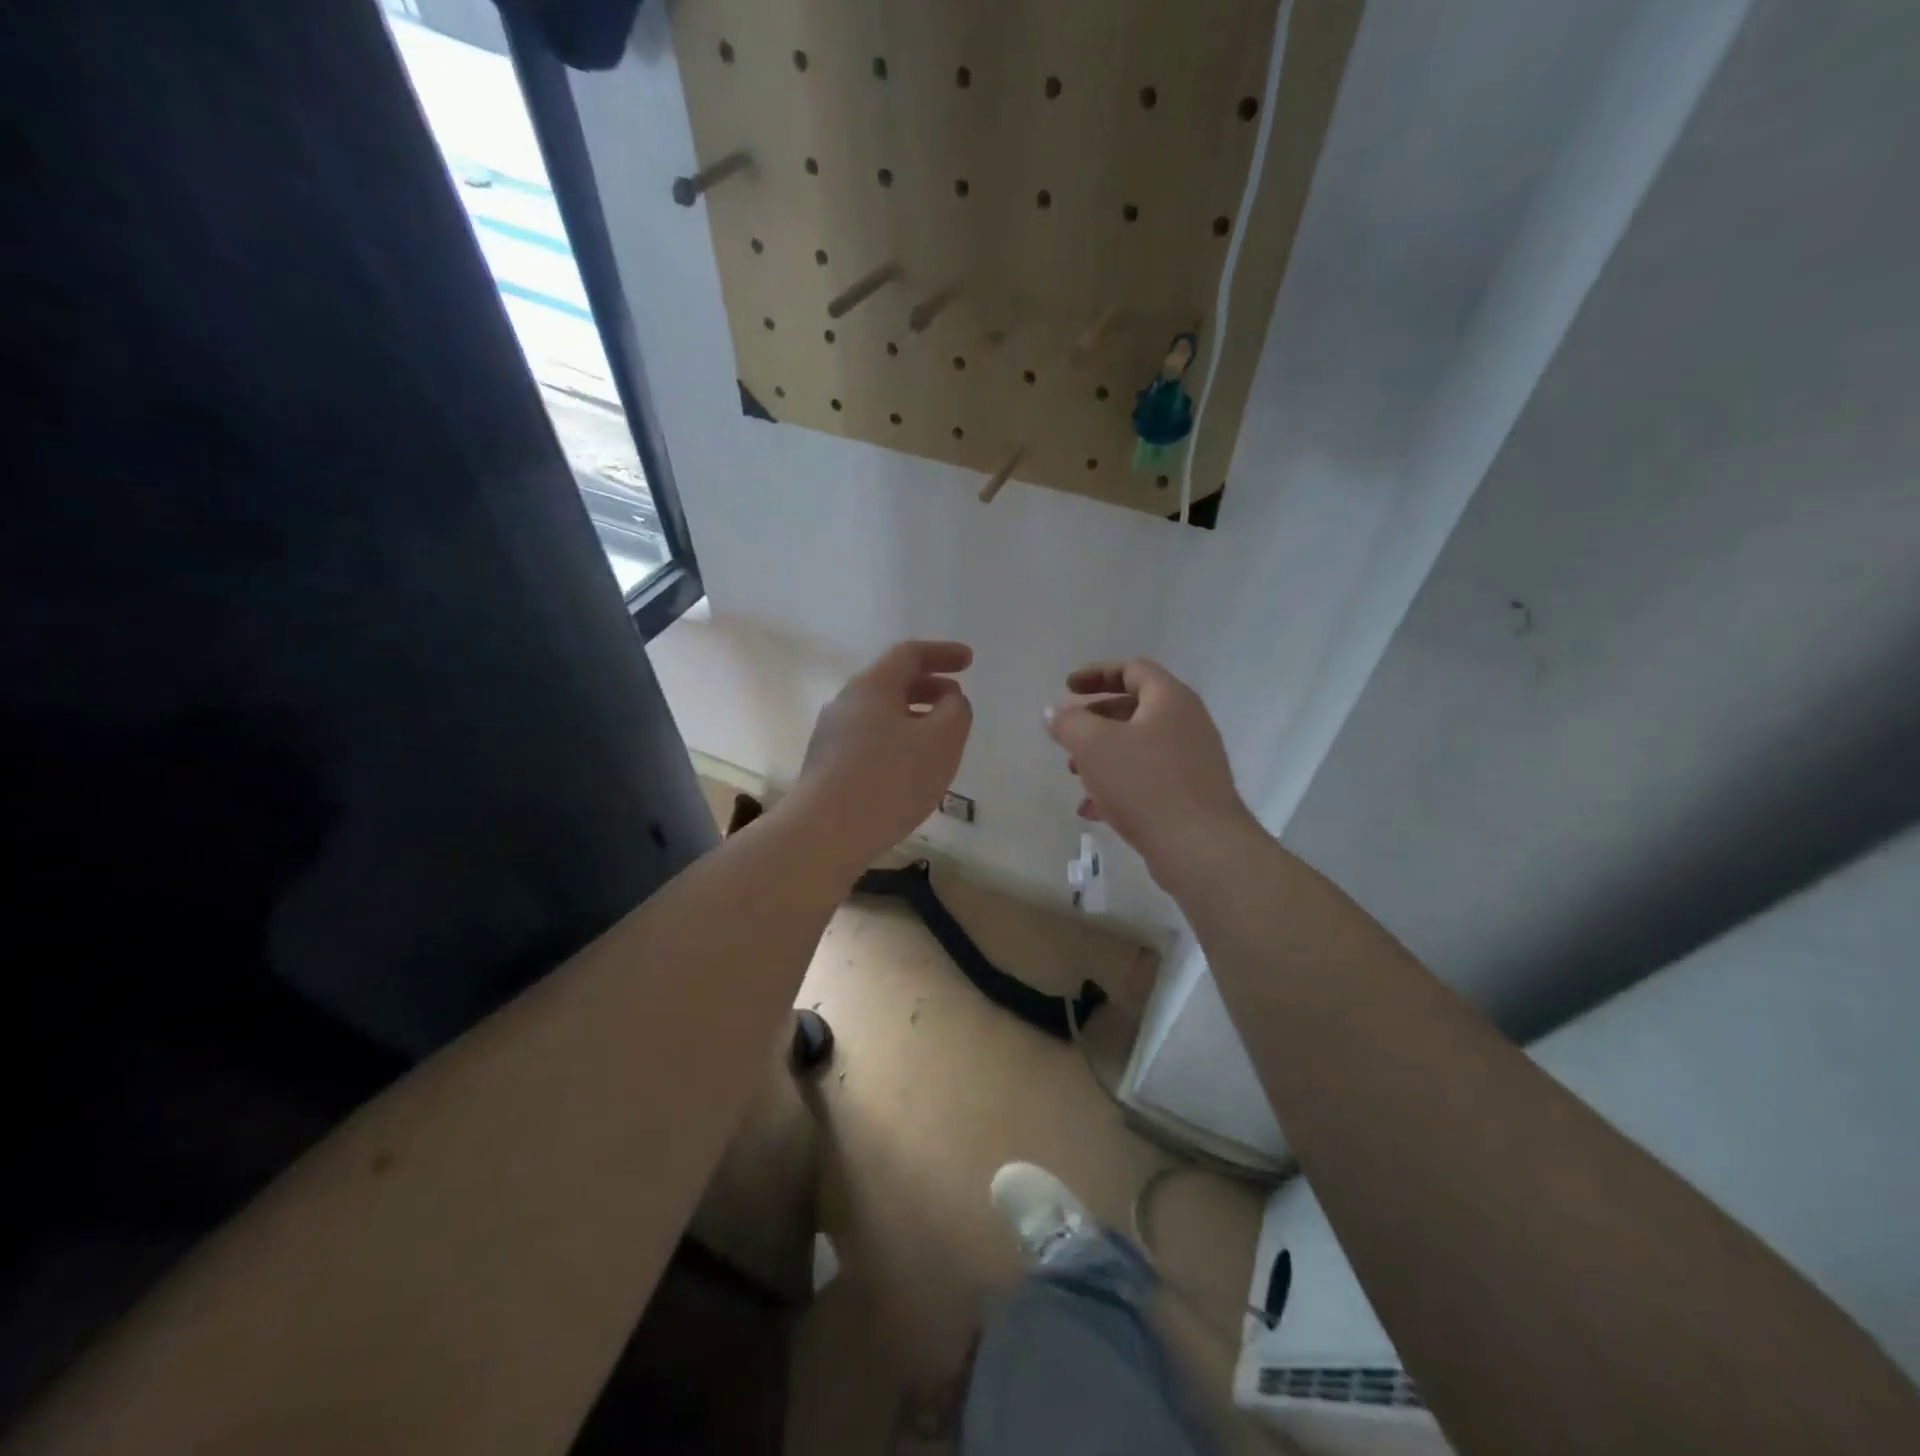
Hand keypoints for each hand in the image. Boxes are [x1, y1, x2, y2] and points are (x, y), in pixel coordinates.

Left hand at [792, 641, 973, 870]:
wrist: (825, 833)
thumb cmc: (890, 780)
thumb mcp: (941, 741)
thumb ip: (955, 711)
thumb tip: (950, 700)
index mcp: (872, 686)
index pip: (910, 654)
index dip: (943, 653)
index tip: (970, 662)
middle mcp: (846, 703)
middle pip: (892, 682)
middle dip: (929, 686)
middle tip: (956, 700)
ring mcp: (831, 735)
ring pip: (880, 713)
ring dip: (913, 716)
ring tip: (938, 739)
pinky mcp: (827, 765)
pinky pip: (869, 740)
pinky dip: (896, 740)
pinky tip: (910, 769)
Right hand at [1045, 658, 1253, 883]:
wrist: (1201, 849)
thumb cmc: (1145, 784)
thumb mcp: (1094, 746)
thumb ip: (1069, 722)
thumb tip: (1054, 711)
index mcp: (1170, 699)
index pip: (1133, 669)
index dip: (1096, 673)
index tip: (1066, 687)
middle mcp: (1187, 723)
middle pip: (1135, 708)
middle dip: (1095, 720)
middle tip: (1068, 735)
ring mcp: (1192, 761)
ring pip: (1138, 747)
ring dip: (1102, 756)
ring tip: (1075, 775)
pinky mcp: (1190, 795)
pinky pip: (1148, 779)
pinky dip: (1118, 786)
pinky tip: (1092, 810)